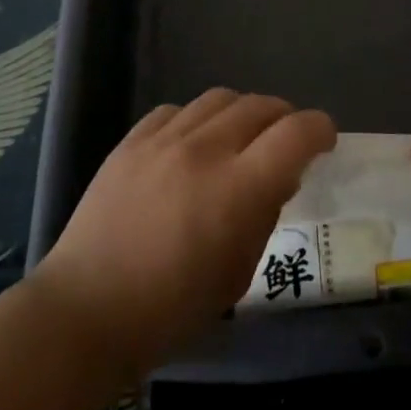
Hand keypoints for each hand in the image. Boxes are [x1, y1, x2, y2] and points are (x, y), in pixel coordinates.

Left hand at [29, 89, 335, 378]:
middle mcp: (205, 150)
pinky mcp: (131, 140)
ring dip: (243, 113)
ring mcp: (164, 140)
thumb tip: (278, 178)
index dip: (320, 130)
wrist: (86, 310)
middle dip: (284, 118)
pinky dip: (197, 121)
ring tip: (240, 138)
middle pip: (260, 106)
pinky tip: (192, 144)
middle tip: (286, 142)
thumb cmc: (170, 309)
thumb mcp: (237, 274)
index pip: (296, 134)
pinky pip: (176, 110)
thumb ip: (264, 216)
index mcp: (238, 189)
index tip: (324, 141)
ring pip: (220, 99)